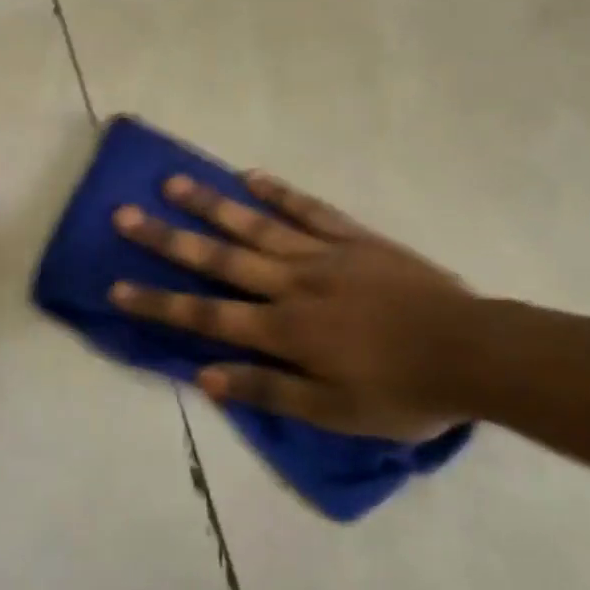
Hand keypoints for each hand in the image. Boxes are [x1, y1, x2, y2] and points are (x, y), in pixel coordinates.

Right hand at [110, 171, 490, 439]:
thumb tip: (205, 376)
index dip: (159, 301)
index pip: (207, 315)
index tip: (116, 285)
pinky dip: (279, 192)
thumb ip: (269, 392)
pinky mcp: (353, 237)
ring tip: (172, 181)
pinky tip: (251, 176)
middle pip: (219, 258)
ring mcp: (323, 253)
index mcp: (285, 330)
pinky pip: (309, 209)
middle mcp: (293, 283)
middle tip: (125, 214)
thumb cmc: (402, 391)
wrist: (472, 351)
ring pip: (255, 225)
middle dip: (168, 239)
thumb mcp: (335, 413)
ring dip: (211, 204)